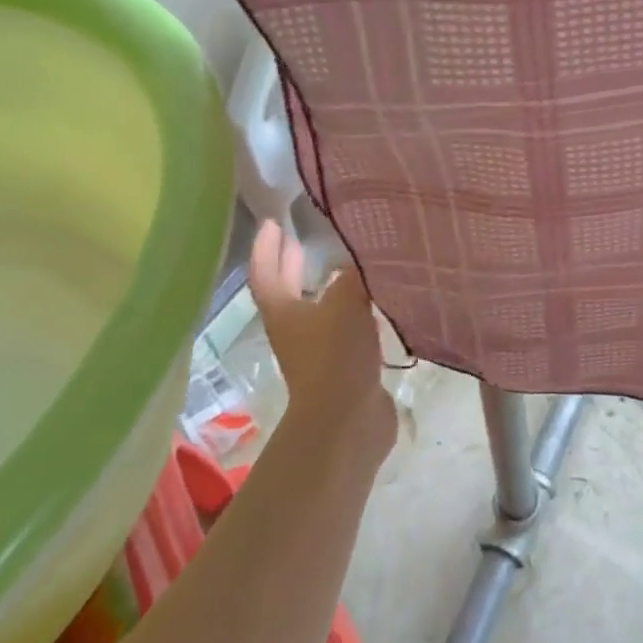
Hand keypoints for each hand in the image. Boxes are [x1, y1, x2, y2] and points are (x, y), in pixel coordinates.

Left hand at [246, 219, 394, 460]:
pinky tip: (376, 301)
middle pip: (287, 292)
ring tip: (345, 265)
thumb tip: (369, 250)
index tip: (274, 222)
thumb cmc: (335, 356)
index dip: (267, 247)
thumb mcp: (346, 302)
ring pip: (318, 310)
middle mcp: (295, 330)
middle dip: (292, 265)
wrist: (348, 421)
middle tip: (301, 240)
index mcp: (283, 312)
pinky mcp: (344, 366)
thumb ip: (356, 272)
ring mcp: (318, 351)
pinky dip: (354, 309)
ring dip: (325, 287)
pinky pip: (346, 327)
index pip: (265, 272)